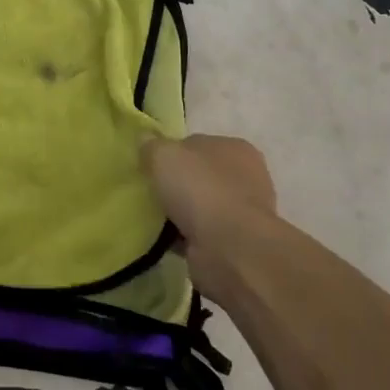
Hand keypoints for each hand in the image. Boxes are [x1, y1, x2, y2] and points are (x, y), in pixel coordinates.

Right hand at [143, 134, 276, 306]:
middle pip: (198, 176)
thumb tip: (145, 140)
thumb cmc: (201, 190)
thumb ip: (151, 145)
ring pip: (199, 207)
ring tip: (150, 218)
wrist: (229, 248)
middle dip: (175, 184)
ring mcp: (241, 212)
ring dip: (178, 213)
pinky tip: (162, 239)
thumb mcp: (164, 155)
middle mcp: (245, 178)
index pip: (196, 144)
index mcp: (235, 148)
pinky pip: (199, 234)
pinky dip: (182, 237)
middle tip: (147, 191)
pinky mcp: (233, 243)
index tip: (149, 166)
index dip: (171, 153)